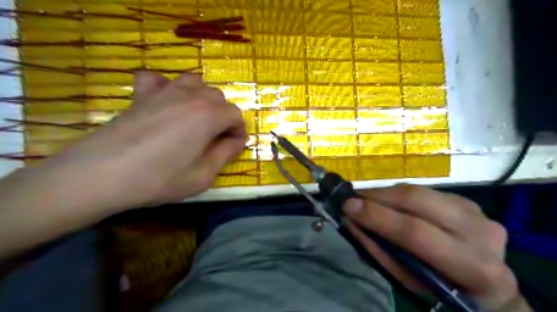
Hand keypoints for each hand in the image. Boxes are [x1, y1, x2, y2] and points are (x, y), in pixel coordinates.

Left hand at [46, 72, 246, 210]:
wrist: (102, 175)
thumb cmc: (159, 179)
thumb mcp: (203, 175)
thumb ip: (226, 154)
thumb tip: (236, 141)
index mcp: (209, 115)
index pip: (236, 115)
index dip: (239, 132)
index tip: (233, 147)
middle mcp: (191, 96)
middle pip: (218, 97)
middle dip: (224, 117)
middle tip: (215, 139)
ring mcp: (164, 91)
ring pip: (195, 82)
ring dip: (202, 99)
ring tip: (196, 119)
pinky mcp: (141, 94)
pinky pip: (158, 79)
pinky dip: (167, 86)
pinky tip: (165, 102)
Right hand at [342, 186, 532, 311]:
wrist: (488, 287)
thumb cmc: (443, 291)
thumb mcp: (410, 283)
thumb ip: (379, 251)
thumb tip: (351, 221)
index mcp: (472, 267)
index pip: (415, 232)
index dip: (378, 216)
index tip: (348, 206)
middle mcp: (481, 232)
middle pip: (418, 200)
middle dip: (379, 196)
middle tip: (354, 199)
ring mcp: (478, 212)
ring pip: (420, 191)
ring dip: (387, 193)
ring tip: (367, 199)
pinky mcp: (468, 201)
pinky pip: (425, 191)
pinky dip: (401, 195)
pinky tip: (390, 202)